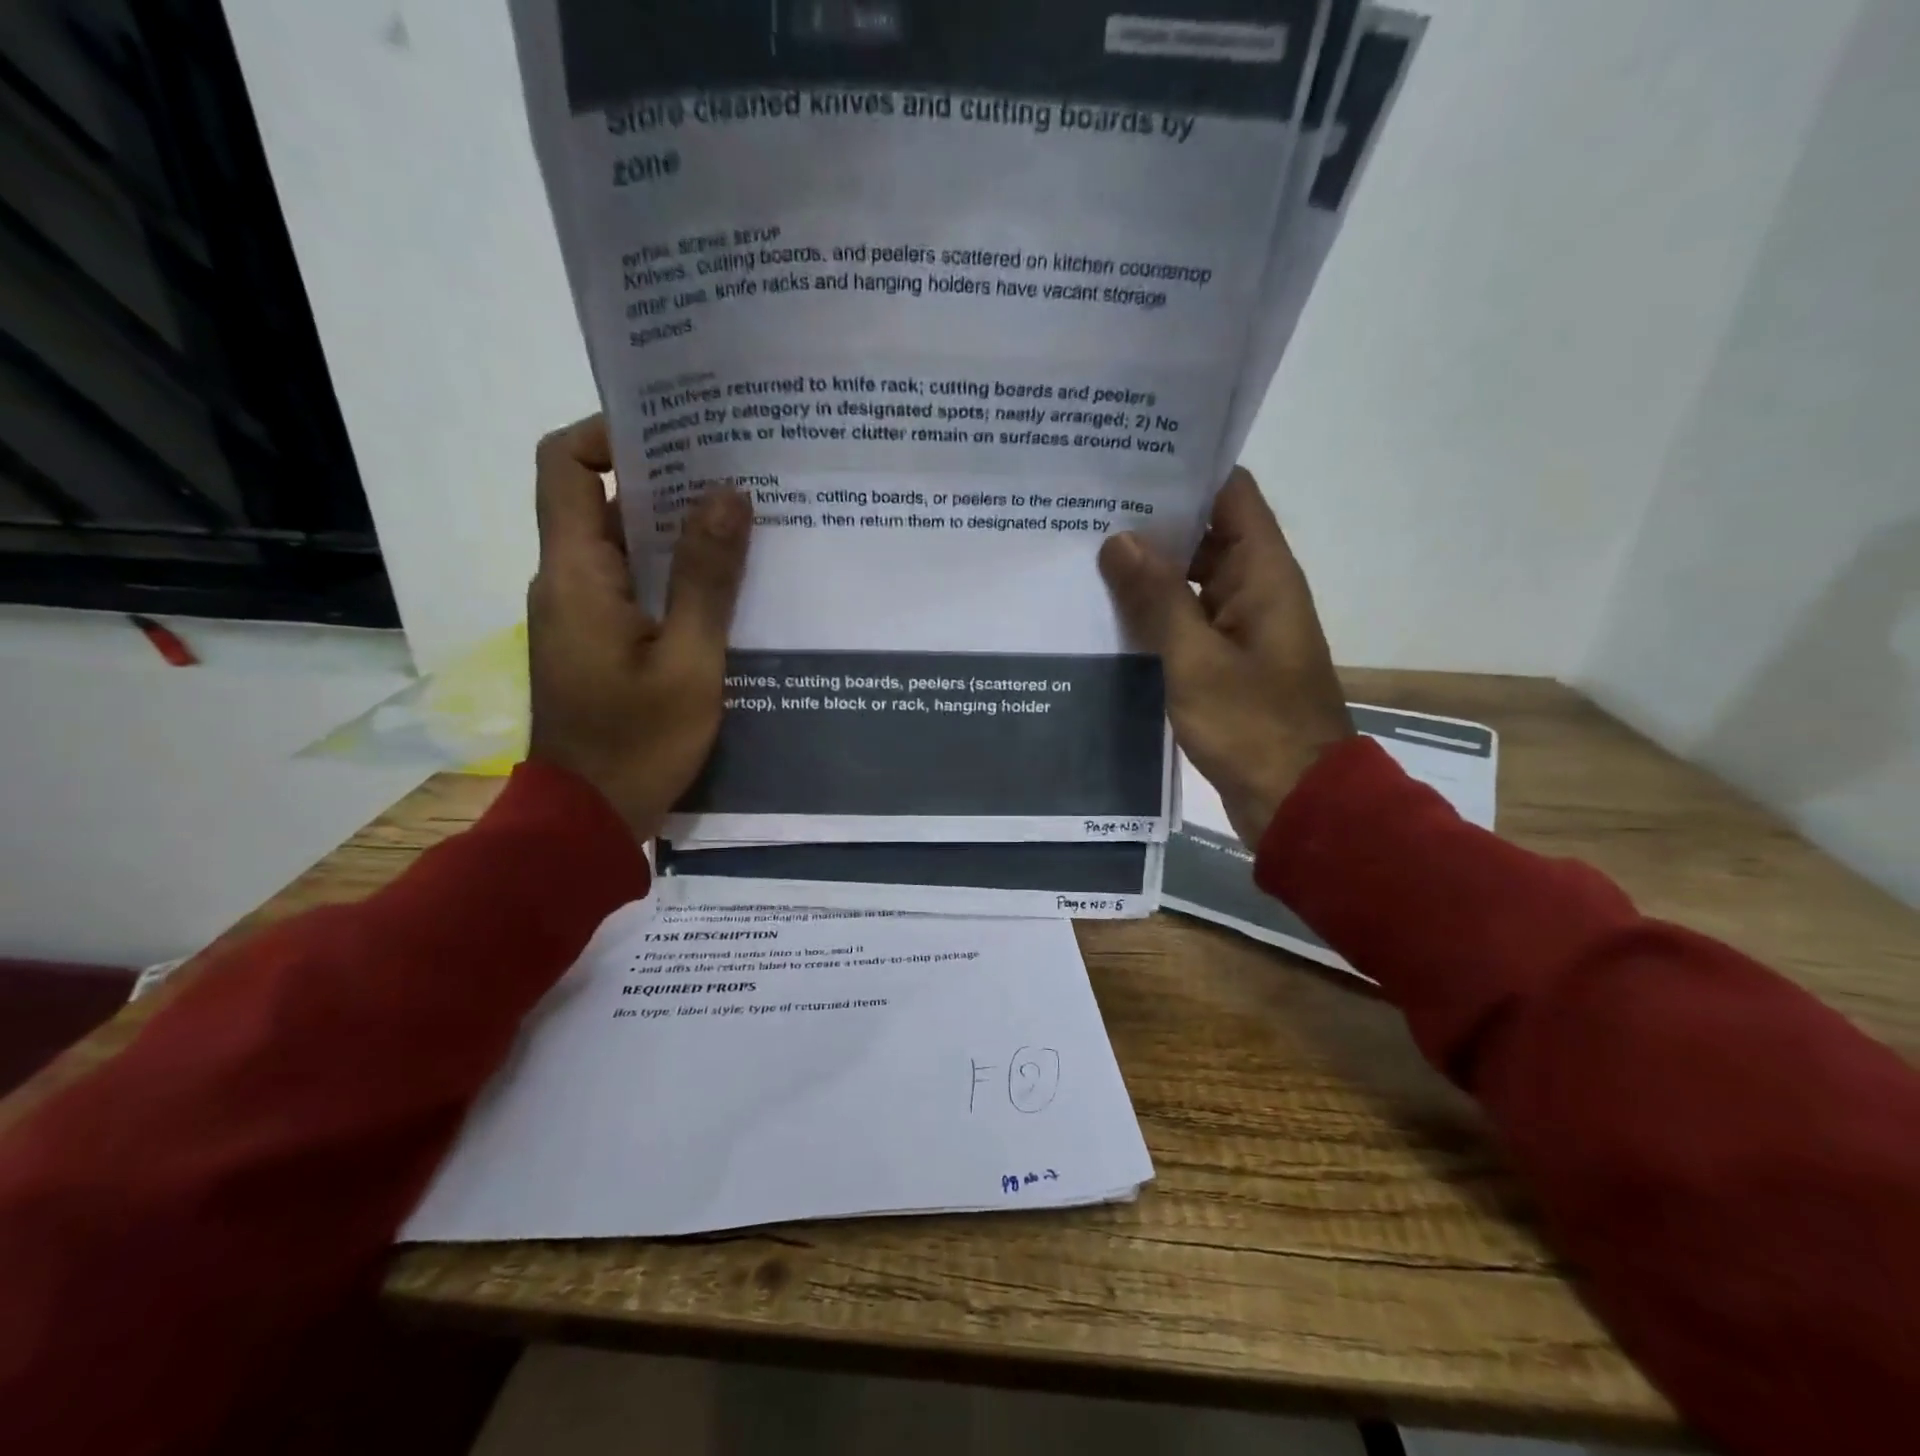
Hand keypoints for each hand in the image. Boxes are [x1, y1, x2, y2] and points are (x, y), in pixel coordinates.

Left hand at [526, 415, 750, 839]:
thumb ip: (708, 579)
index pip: (564, 465)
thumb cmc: (638, 742)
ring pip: (622, 546)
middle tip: (734, 472)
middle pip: (599, 499)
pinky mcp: (597, 641)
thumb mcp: (690, 662)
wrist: (587, 817)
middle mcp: (567, 581)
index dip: (609, 431)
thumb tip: (729, 494)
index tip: (677, 432)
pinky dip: (672, 572)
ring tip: (742, 521)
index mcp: (576, 573)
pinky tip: (725, 584)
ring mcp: (580, 613)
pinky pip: (632, 585)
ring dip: (674, 529)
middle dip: (663, 478)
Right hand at [1099, 468, 1352, 846]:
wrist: (1294, 798)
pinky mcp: (1225, 660)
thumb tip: (1118, 540)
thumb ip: (1157, 598)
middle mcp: (1255, 588)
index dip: (1187, 470)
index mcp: (1263, 573)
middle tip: (1087, 508)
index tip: (1130, 460)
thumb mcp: (1195, 659)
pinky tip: (1107, 611)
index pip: (1231, 493)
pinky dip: (1154, 612)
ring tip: (1085, 553)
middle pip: (1206, 533)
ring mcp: (1239, 626)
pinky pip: (1187, 620)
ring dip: (1149, 569)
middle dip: (1153, 520)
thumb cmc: (1252, 725)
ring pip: (1191, 579)